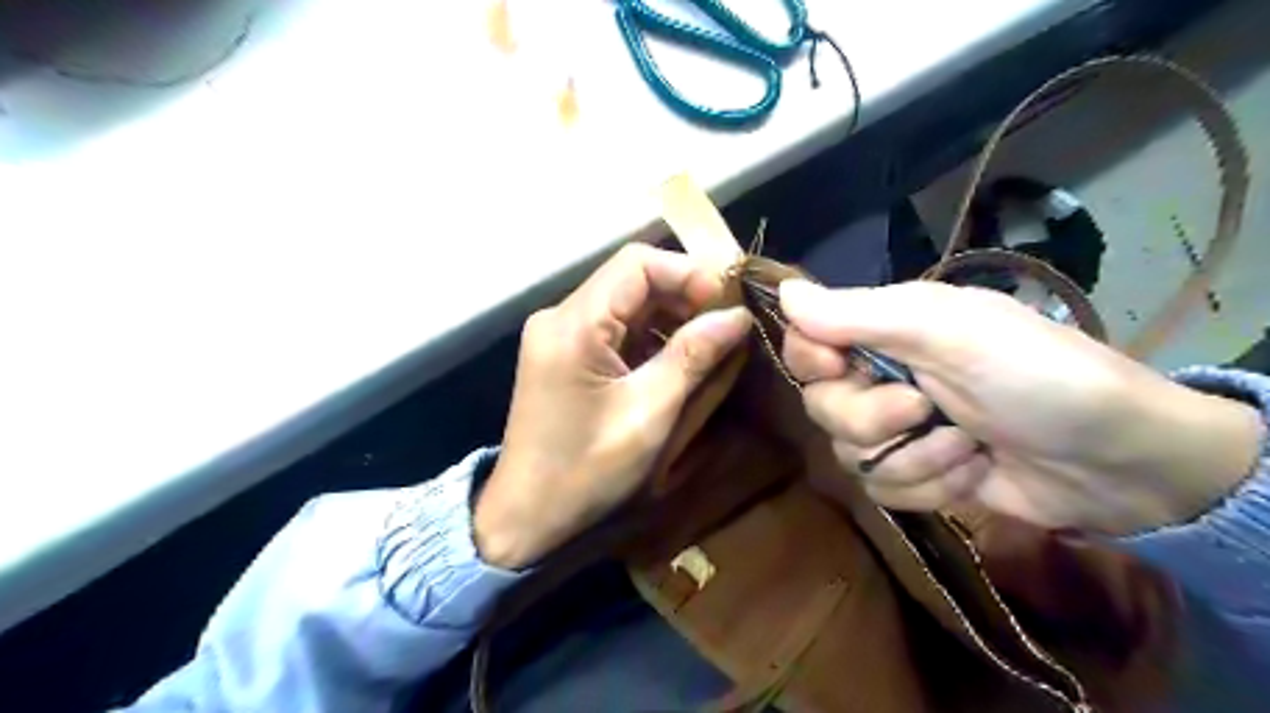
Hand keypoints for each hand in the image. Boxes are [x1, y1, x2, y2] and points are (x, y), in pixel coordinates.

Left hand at [475, 244, 751, 567]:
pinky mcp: (565, 354)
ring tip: (713, 341)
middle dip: (684, 295)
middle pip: (631, 279)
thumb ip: (693, 357)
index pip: (637, 264)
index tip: (730, 302)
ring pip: (626, 303)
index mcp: (573, 325)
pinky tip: (680, 357)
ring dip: (671, 316)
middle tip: (729, 323)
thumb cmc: (586, 472)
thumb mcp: (649, 414)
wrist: (526, 518)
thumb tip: (738, 315)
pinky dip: (651, 337)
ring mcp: (559, 335)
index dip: (689, 273)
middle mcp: (560, 317)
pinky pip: (615, 329)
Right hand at [781, 278, 1262, 534]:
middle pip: (820, 406)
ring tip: (968, 446)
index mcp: (885, 330)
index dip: (811, 360)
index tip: (841, 367)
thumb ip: (860, 314)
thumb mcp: (948, 331)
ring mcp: (898, 430)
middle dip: (871, 419)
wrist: (1116, 461)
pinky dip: (929, 485)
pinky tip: (971, 471)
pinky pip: (881, 489)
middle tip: (924, 409)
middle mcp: (881, 376)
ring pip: (848, 454)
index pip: (805, 342)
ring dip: (912, 457)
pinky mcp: (915, 474)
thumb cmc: (1036, 376)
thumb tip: (783, 293)